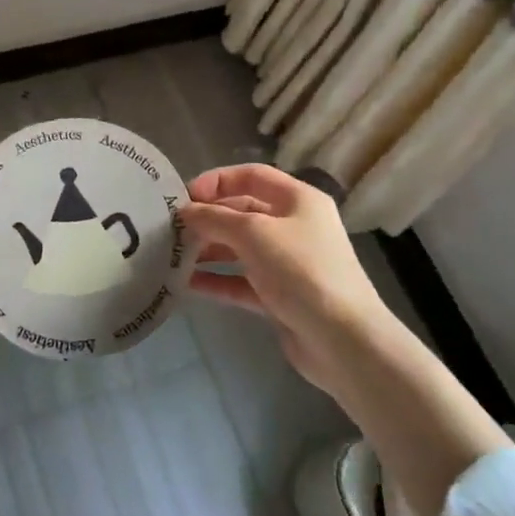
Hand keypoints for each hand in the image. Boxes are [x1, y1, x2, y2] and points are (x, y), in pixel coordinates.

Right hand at [182, 162, 508, 515]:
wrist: (342, 340)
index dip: (216, 181)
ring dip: (208, 250)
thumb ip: (214, 218)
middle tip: (171, 229)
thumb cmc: (301, 271)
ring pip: (240, 248)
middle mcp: (295, 226)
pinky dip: (217, 280)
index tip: (184, 197)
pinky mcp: (280, 296)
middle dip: (208, 218)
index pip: (251, 175)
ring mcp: (288, 263)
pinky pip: (242, 281)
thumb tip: (185, 212)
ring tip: (172, 256)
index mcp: (298, 200)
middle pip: (243, 212)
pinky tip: (186, 284)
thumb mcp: (253, 233)